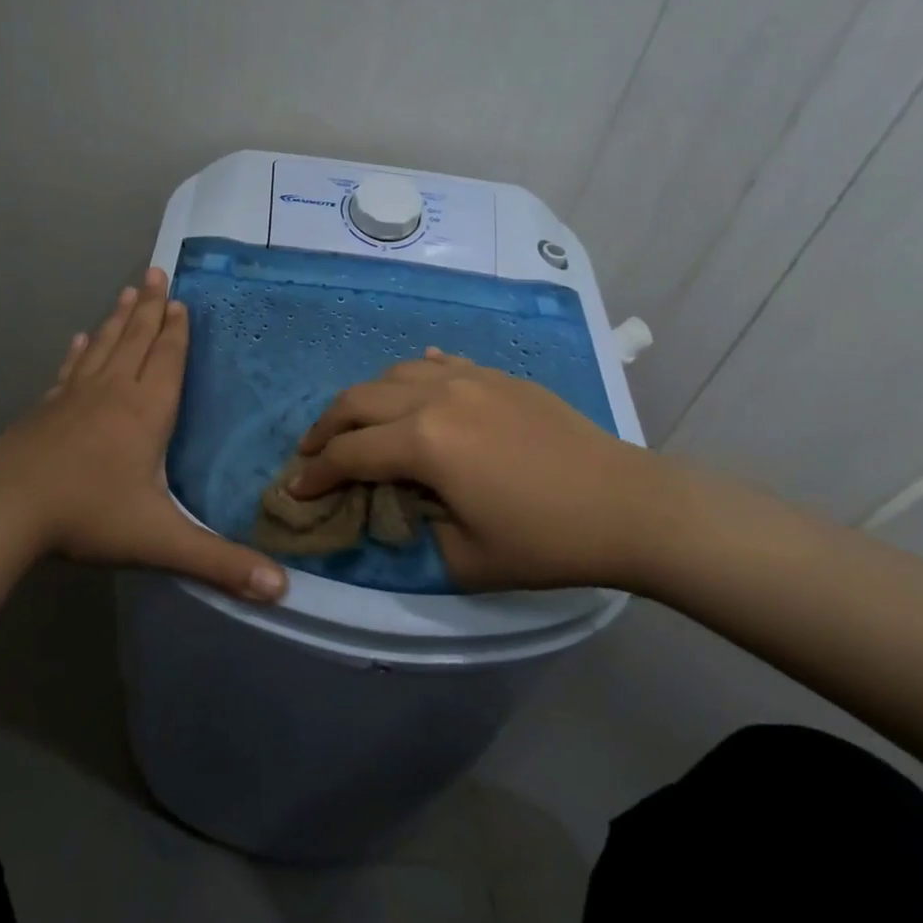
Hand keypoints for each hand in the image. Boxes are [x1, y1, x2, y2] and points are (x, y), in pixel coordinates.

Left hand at [0, 268, 287, 602]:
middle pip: (137, 340)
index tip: (180, 299)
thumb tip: (282, 590)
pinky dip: (79, 351)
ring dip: (119, 317)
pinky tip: (79, 339)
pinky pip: (70, 369)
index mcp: (146, 412)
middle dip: (151, 307)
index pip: (168, 360)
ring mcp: (75, 396)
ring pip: (105, 346)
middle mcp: (114, 392)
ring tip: (129, 289)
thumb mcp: (160, 542)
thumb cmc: (88, 516)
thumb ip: (220, 563)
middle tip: (157, 271)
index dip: (177, 330)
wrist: (5, 510)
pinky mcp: (46, 408)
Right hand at [292, 350, 677, 590]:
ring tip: (357, 424)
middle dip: (325, 428)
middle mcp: (435, 397)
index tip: (296, 490)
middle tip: (311, 453)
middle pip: (358, 401)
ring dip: (365, 399)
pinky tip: (413, 387)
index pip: (350, 454)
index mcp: (425, 442)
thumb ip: (413, 532)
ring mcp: (468, 378)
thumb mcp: (467, 559)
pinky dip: (413, 376)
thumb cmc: (546, 540)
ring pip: (393, 374)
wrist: (626, 504)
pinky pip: (438, 363)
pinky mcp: (495, 375)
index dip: (316, 474)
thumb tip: (388, 509)